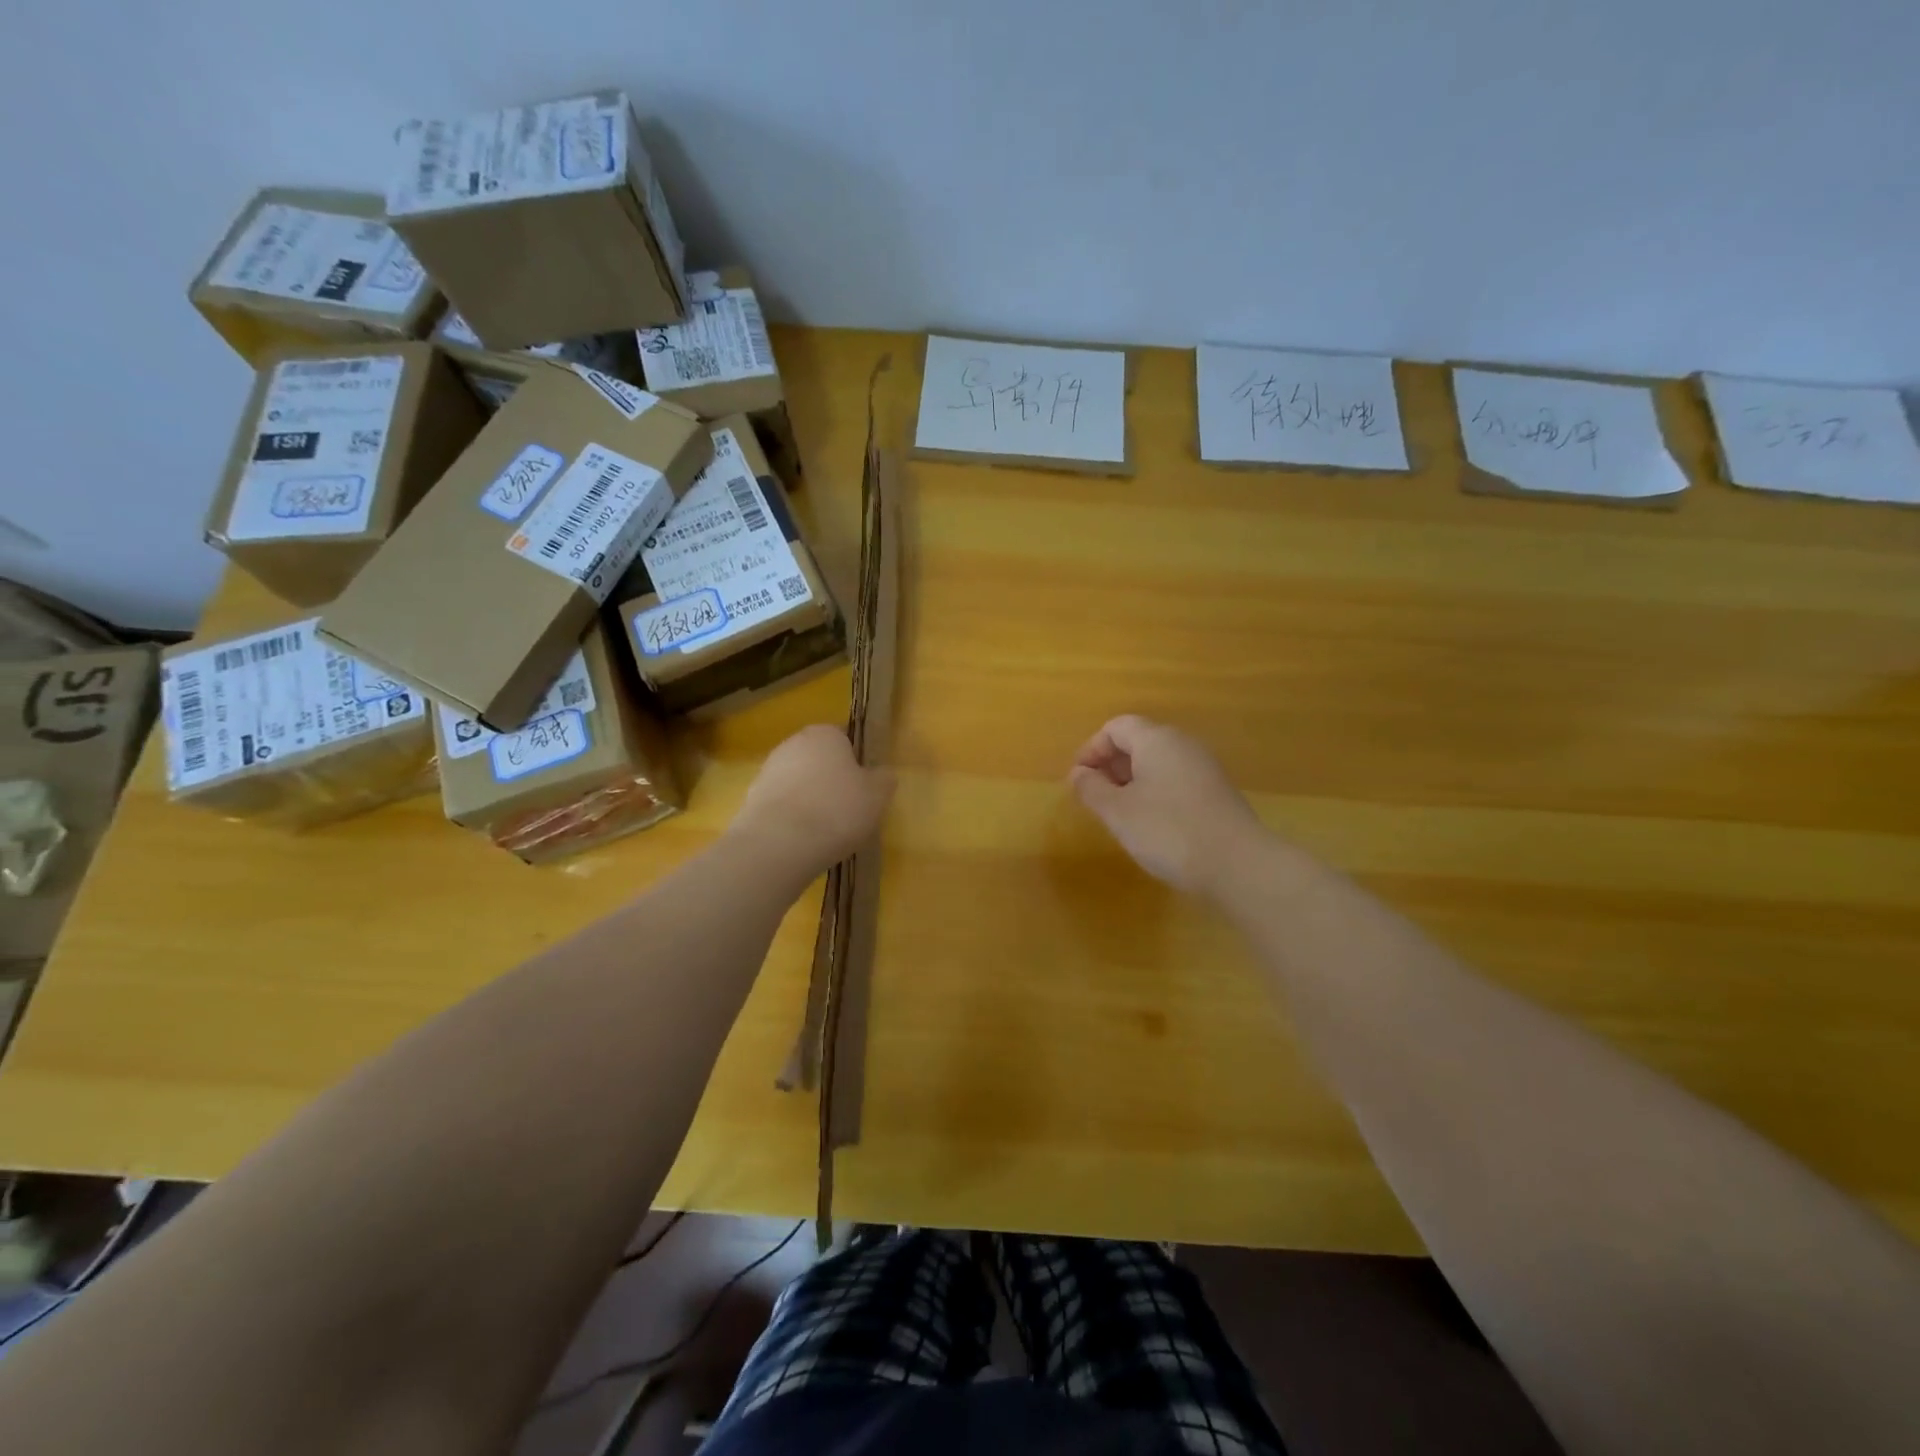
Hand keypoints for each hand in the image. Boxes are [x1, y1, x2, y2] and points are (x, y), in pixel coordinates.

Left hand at [732, 725, 894, 876]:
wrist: (779, 844)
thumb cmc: (837, 810)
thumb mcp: (878, 795)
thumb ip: (883, 779)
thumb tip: (882, 774)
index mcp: (824, 734)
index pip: (844, 739)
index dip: (856, 763)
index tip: (863, 788)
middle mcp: (792, 744)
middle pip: (818, 759)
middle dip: (830, 780)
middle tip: (847, 810)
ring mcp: (767, 771)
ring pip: (797, 782)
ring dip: (809, 799)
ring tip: (824, 831)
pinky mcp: (750, 800)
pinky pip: (781, 805)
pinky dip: (791, 818)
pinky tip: (801, 840)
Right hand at [1069, 715, 1264, 895]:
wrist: (1238, 865)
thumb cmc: (1168, 831)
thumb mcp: (1118, 812)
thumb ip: (1091, 789)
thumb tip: (1078, 774)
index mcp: (1156, 740)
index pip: (1116, 727)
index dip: (1091, 749)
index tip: (1078, 780)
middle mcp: (1183, 745)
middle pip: (1138, 741)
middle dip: (1110, 765)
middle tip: (1094, 797)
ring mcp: (1204, 768)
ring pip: (1157, 762)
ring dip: (1131, 780)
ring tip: (1118, 813)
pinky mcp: (1216, 792)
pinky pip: (1175, 780)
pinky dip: (1154, 792)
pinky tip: (1150, 824)